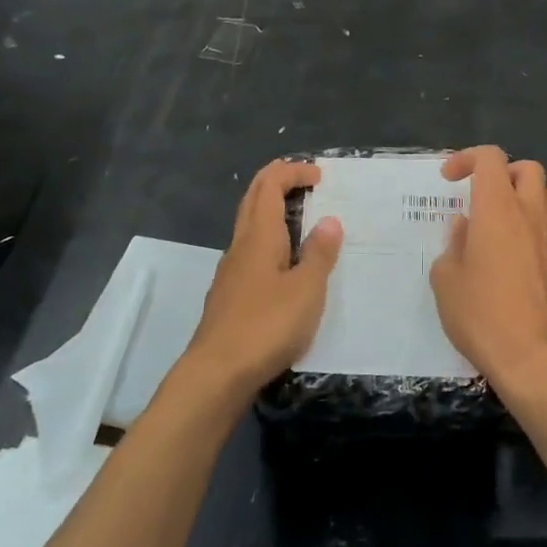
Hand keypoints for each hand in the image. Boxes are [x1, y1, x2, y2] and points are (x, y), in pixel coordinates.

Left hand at [188, 160, 342, 398]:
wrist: (217, 374)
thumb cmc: (266, 326)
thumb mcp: (306, 290)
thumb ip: (319, 254)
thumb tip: (329, 220)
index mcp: (259, 236)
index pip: (269, 184)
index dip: (292, 171)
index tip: (319, 176)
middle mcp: (240, 246)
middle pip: (253, 198)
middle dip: (277, 181)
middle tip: (307, 182)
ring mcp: (231, 271)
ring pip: (249, 225)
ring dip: (272, 211)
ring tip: (303, 221)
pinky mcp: (229, 295)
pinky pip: (250, 251)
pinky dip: (269, 240)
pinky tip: (285, 265)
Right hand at [429, 147, 546, 394]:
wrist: (529, 357)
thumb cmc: (480, 314)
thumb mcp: (445, 279)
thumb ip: (453, 244)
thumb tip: (465, 228)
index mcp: (496, 208)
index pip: (490, 158)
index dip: (467, 158)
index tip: (448, 179)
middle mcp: (528, 214)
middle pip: (528, 168)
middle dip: (503, 172)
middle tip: (480, 194)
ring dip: (528, 195)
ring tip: (504, 217)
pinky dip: (541, 227)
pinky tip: (524, 247)